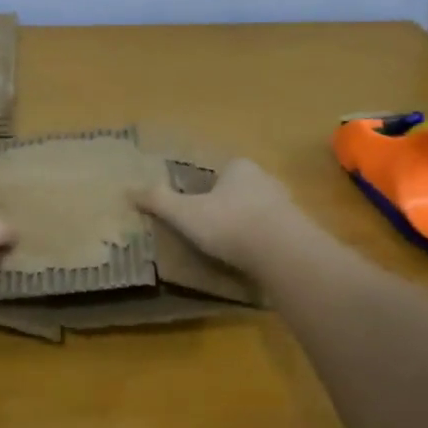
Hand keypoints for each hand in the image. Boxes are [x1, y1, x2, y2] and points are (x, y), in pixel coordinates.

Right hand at [136, 158, 300, 271]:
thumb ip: (159, 201)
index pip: (220, 171)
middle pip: (240, 190)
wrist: (283, 253)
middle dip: (227, 206)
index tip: (195, 208)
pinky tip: (252, 260)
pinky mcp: (298, 231)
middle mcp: (266, 179)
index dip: (205, 188)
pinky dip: (262, 243)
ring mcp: (286, 204)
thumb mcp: (185, 213)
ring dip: (247, 225)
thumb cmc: (229, 224)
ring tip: (230, 248)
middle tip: (210, 229)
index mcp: (239, 167)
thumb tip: (129, 191)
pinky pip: (274, 233)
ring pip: (259, 211)